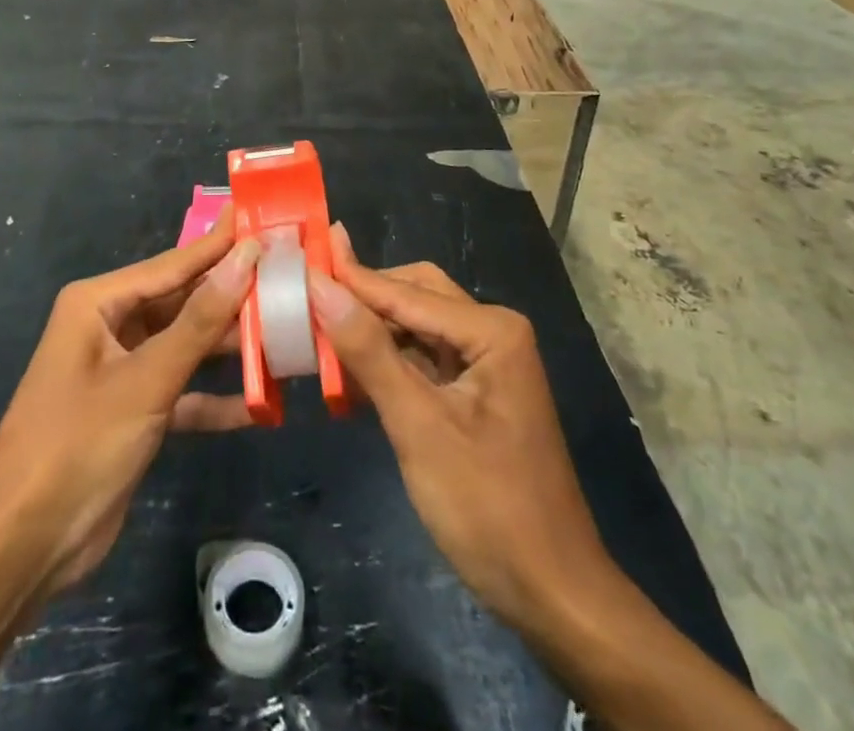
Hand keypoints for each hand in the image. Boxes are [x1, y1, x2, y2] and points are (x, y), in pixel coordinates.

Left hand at [0, 206, 261, 599]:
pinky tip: (263, 403)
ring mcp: (122, 371)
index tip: (263, 218)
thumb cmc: (77, 446)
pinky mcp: (133, 413)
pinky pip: (183, 392)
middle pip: (183, 302)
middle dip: (232, 296)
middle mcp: (110, 327)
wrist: (20, 550)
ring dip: (230, 348)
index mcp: (98, 304)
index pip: (173, 264)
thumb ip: (200, 321)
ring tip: (289, 333)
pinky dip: (215, 398)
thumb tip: (246, 256)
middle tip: (288, 276)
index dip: (221, 244)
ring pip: (187, 346)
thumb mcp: (145, 380)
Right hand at [307, 227, 605, 629]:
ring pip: (416, 326)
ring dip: (371, 331)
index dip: (350, 278)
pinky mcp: (475, 393)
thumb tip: (321, 286)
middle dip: (363, 299)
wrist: (553, 594)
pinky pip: (423, 358)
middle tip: (306, 296)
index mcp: (491, 329)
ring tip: (316, 328)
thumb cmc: (488, 507)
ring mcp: (486, 363)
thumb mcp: (419, 426)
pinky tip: (350, 371)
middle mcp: (492, 332)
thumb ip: (369, 352)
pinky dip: (387, 361)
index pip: (405, 292)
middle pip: (414, 296)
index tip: (300, 258)